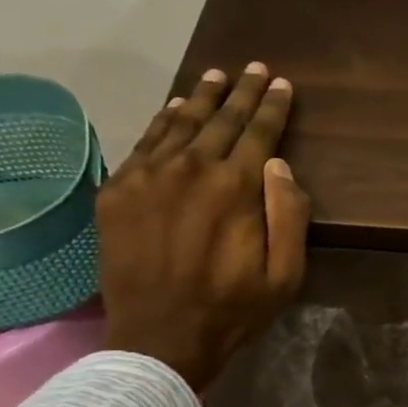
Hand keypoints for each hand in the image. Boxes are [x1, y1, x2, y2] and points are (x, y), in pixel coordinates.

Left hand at [97, 62, 309, 390]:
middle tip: (253, 67)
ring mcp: (148, 176)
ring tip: (216, 77)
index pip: (259, 133)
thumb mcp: (285, 275)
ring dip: (202, 98)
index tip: (281, 83)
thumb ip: (289, 215)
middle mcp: (191, 169)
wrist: (158, 339)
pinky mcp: (118, 191)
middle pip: (221, 119)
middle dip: (242, 92)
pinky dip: (162, 122)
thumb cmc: (232, 310)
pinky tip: (174, 110)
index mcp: (236, 187)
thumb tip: (280, 165)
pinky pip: (144, 143)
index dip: (273, 106)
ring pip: (180, 123)